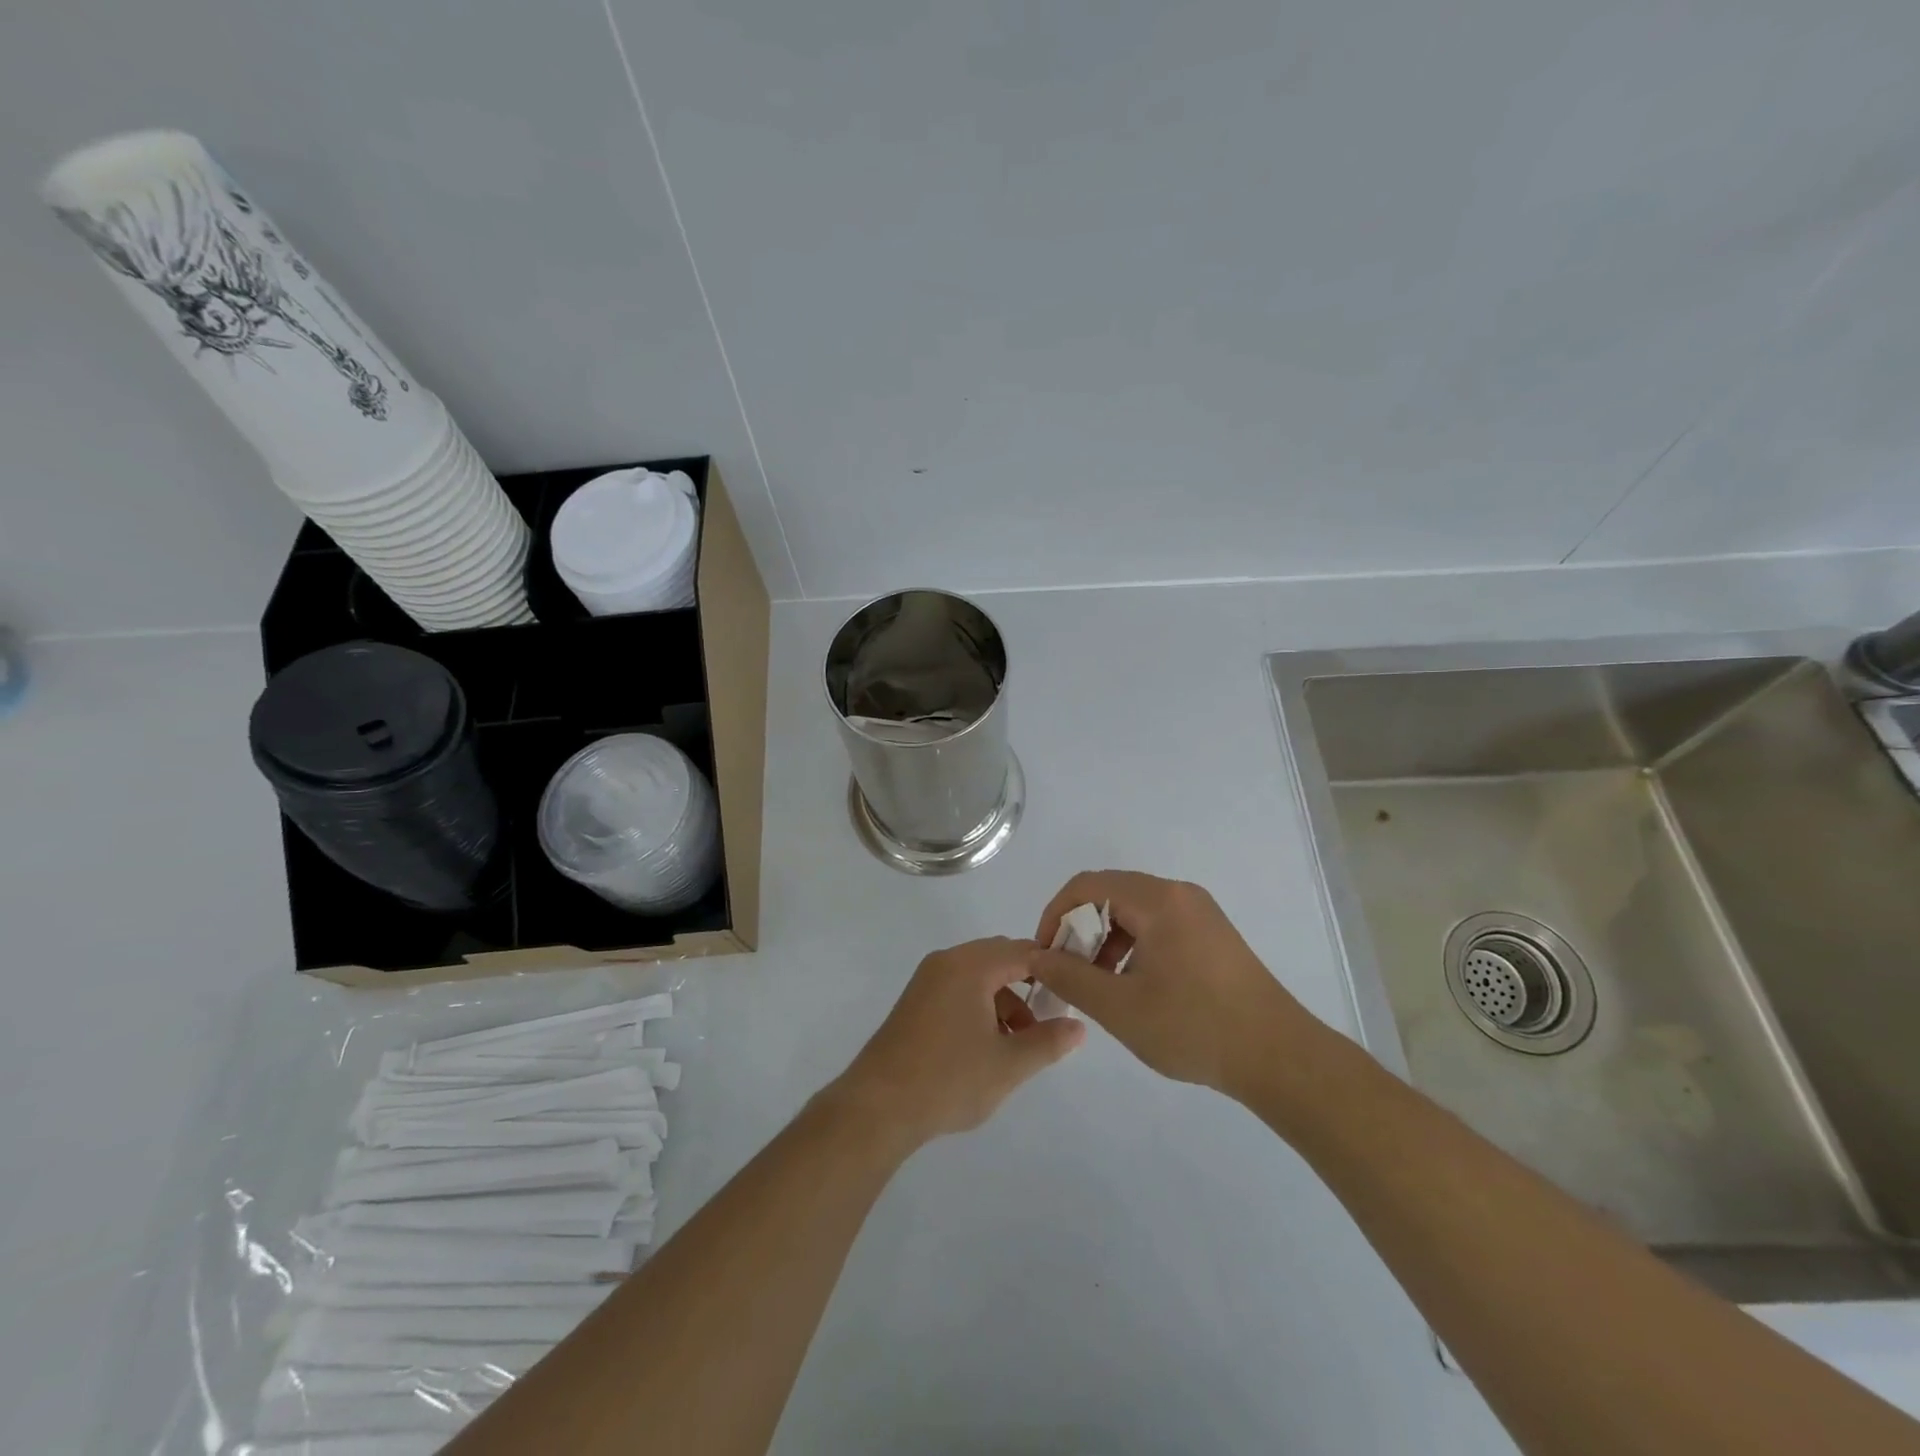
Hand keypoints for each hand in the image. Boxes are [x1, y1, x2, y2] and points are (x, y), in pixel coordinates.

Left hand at [831, 937, 1085, 1149]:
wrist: (878, 1106)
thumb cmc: (948, 1080)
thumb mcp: (1008, 1064)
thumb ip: (1048, 1041)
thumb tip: (1078, 1026)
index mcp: (970, 966)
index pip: (1022, 950)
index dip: (1052, 967)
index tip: (1075, 991)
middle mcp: (947, 962)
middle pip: (999, 958)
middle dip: (1028, 984)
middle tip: (1051, 1018)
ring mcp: (927, 980)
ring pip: (980, 975)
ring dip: (1005, 999)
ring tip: (1021, 1043)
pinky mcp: (916, 1001)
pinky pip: (960, 988)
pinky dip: (982, 1005)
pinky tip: (989, 1045)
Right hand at [1029, 870, 1325, 1097]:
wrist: (1279, 1056)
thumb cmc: (1194, 1027)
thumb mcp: (1119, 1007)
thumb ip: (1069, 977)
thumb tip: (1035, 956)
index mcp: (1158, 900)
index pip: (1087, 885)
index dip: (1056, 915)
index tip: (1045, 954)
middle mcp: (1179, 894)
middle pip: (1111, 894)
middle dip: (1080, 929)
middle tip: (1068, 971)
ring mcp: (1200, 912)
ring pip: (1134, 911)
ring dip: (1106, 940)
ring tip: (1099, 984)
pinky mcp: (1212, 934)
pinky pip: (1158, 925)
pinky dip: (1133, 946)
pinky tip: (1134, 986)